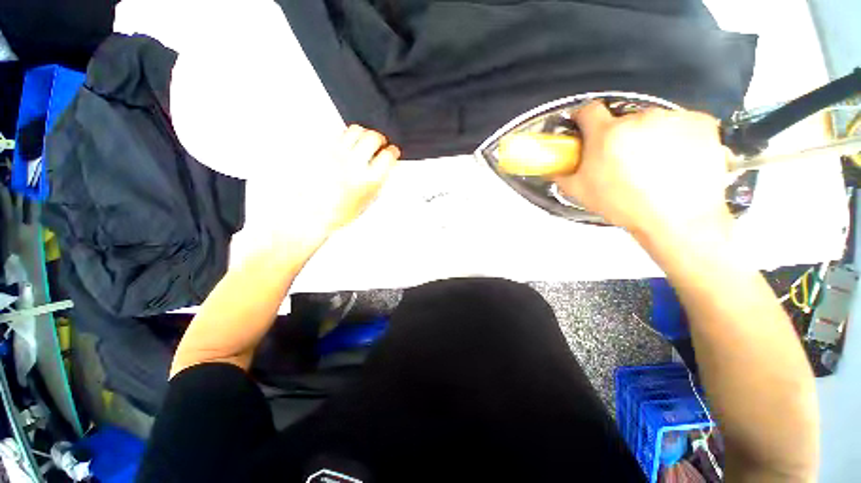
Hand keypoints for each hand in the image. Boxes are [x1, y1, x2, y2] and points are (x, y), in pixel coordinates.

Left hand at [247, 125, 399, 256]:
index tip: (392, 151)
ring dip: (363, 134)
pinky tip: (345, 146)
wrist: (306, 214)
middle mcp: (353, 163)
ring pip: (355, 130)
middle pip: (373, 137)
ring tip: (362, 141)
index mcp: (368, 179)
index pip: (388, 156)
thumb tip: (383, 169)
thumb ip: (377, 183)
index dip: (393, 152)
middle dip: (379, 139)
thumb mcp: (366, 202)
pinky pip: (337, 134)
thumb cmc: (335, 213)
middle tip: (379, 143)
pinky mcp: (320, 149)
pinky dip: (345, 137)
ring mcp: (335, 154)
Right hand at [555, 102, 732, 238]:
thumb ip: (563, 175)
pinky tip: (677, 158)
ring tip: (654, 163)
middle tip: (622, 159)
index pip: (588, 110)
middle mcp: (638, 118)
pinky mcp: (700, 122)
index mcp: (606, 135)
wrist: (677, 219)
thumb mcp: (581, 193)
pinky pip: (681, 123)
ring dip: (648, 136)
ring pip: (652, 122)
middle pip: (622, 120)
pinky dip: (677, 137)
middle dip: (618, 135)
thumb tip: (555, 168)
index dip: (583, 118)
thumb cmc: (625, 205)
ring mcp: (672, 118)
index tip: (584, 126)